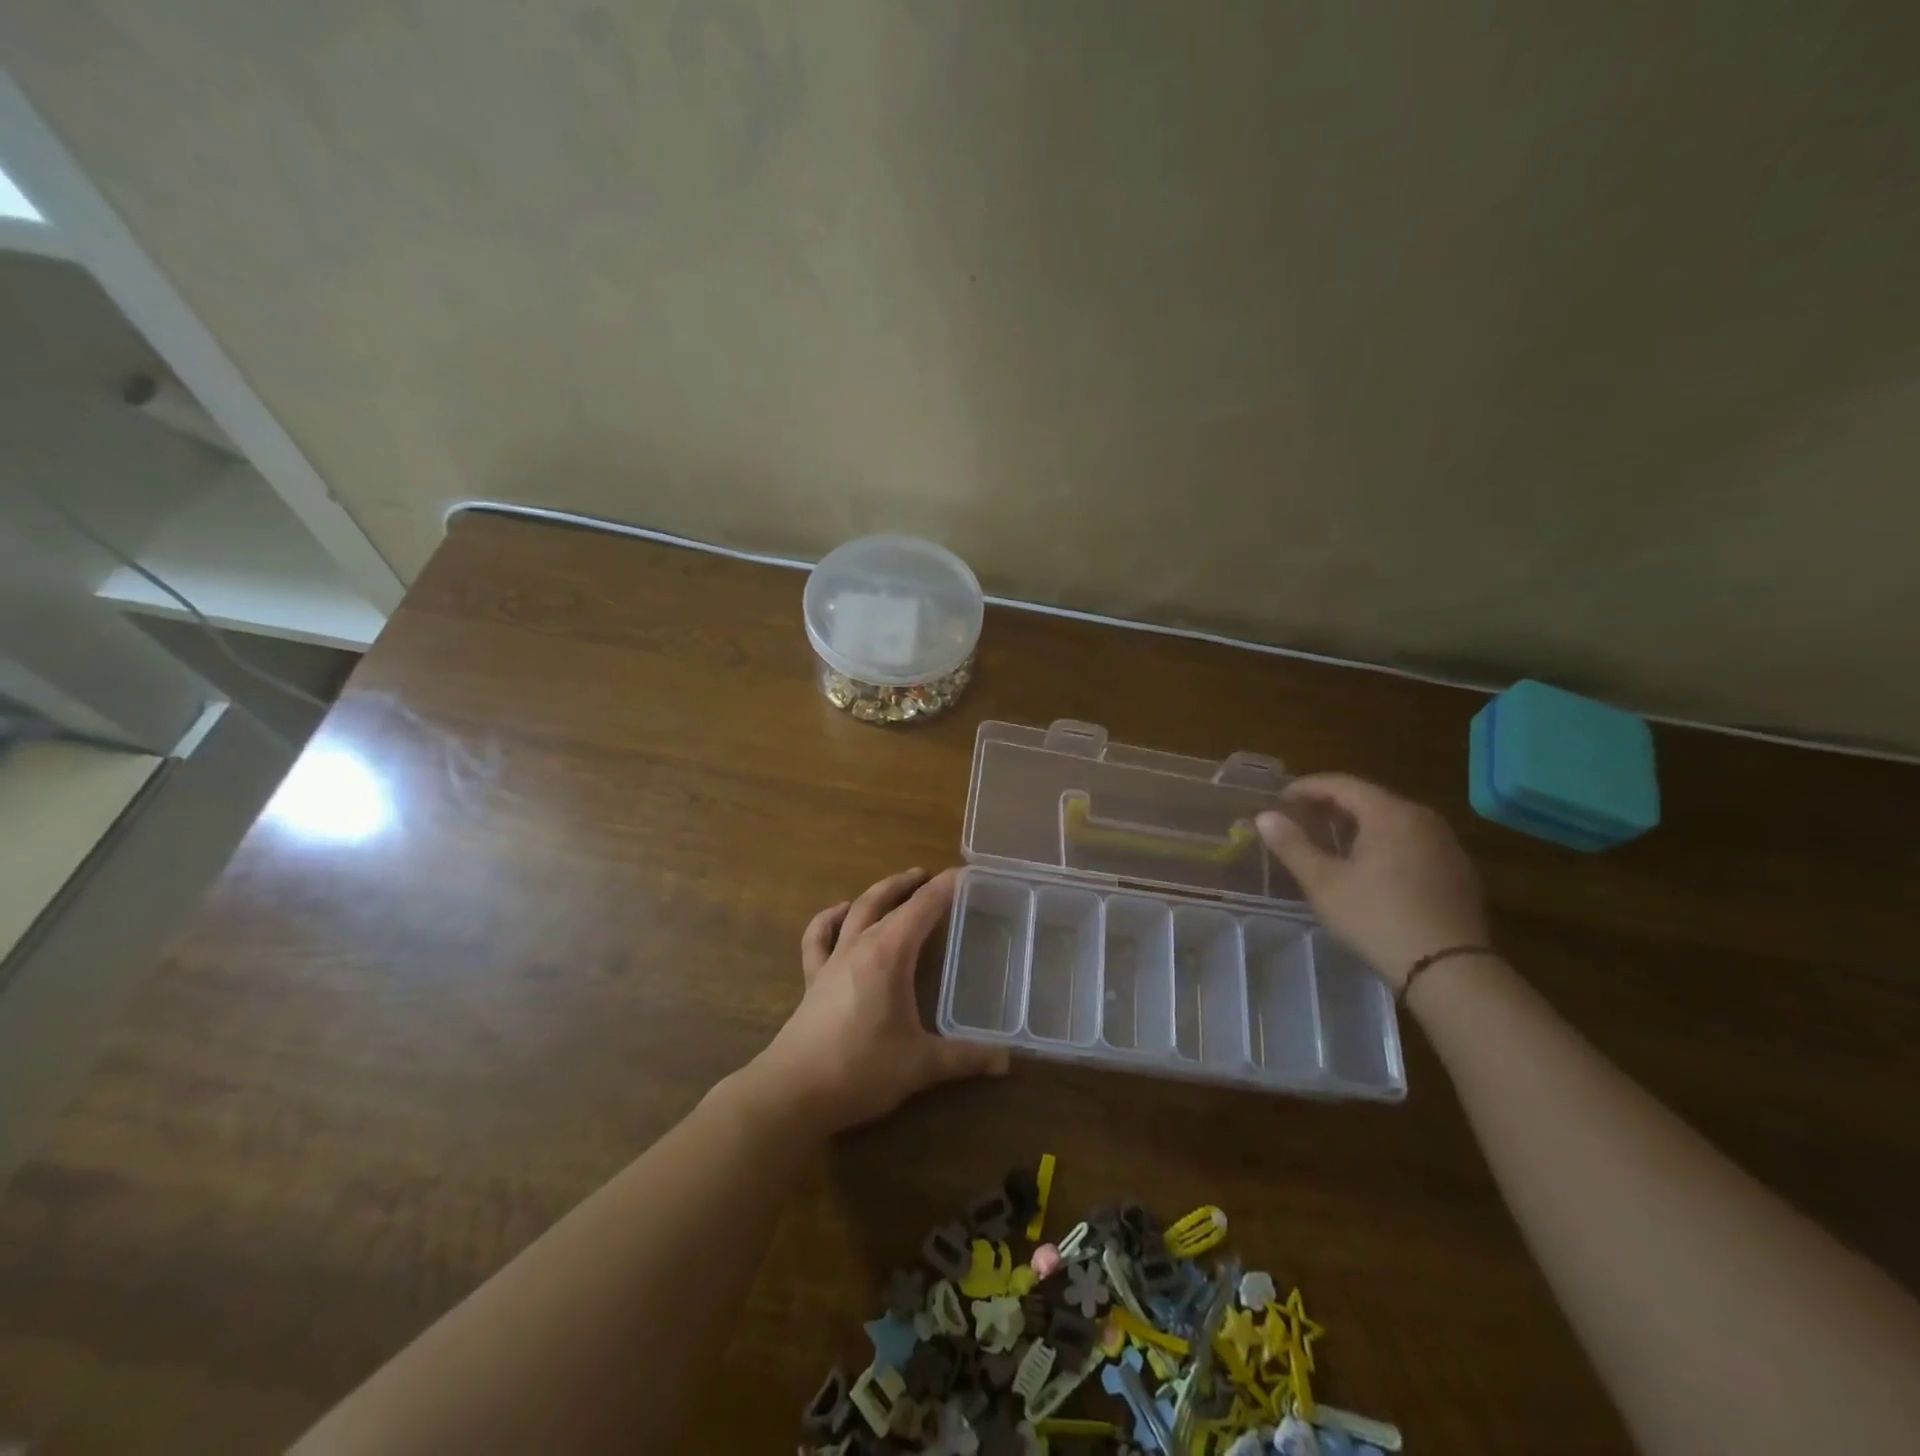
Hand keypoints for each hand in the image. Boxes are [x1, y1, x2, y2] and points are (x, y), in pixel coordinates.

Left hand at [749, 867, 1009, 1134]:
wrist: (792, 1092)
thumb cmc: (860, 1070)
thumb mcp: (921, 1065)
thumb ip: (965, 1058)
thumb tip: (1006, 1060)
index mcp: (888, 954)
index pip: (922, 908)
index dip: (944, 888)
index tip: (965, 873)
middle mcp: (859, 946)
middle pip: (885, 901)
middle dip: (909, 884)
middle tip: (929, 875)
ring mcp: (831, 960)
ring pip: (855, 911)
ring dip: (876, 894)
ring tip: (893, 886)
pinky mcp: (812, 980)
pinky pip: (818, 938)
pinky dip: (830, 919)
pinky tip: (840, 914)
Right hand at [1256, 774, 1490, 991]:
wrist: (1450, 970)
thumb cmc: (1377, 918)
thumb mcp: (1323, 883)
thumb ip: (1292, 845)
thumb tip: (1265, 816)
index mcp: (1390, 814)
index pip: (1342, 784)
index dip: (1307, 787)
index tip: (1281, 799)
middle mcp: (1423, 819)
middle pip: (1369, 799)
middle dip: (1332, 805)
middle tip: (1301, 820)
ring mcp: (1446, 845)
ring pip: (1393, 821)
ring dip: (1358, 825)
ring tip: (1331, 843)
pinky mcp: (1458, 871)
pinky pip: (1412, 842)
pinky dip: (1384, 843)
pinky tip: (1370, 869)